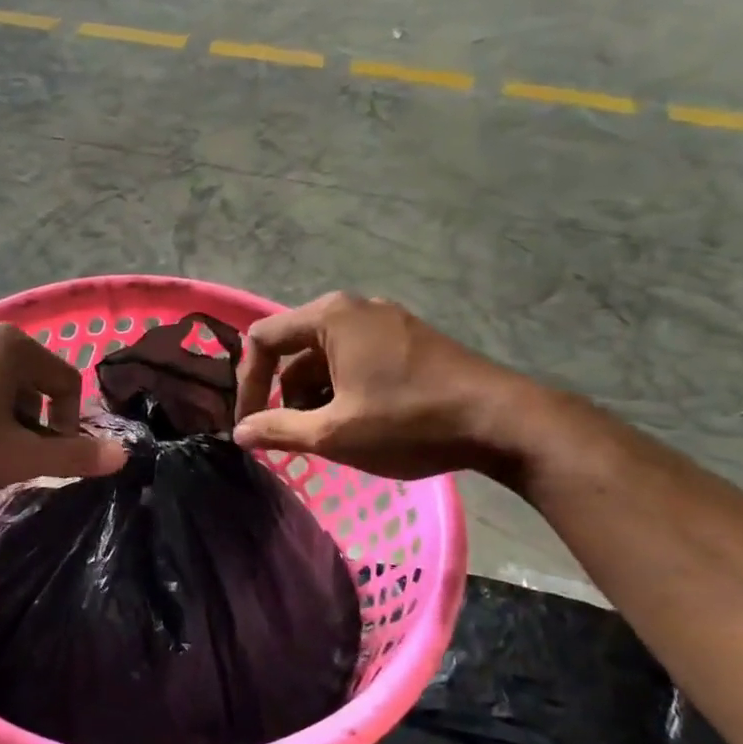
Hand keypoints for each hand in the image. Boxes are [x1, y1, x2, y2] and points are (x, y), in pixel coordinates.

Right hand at [233, 292, 539, 482]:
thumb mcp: (335, 433)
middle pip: (294, 348)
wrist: (502, 421)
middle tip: (294, 435)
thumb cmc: (408, 422)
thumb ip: (279, 430)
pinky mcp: (409, 339)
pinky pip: (356, 358)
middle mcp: (355, 308)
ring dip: (315, 396)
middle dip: (285, 395)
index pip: (262, 340)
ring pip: (326, 357)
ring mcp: (386, 321)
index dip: (247, 384)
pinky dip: (343, 388)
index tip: (251, 425)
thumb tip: (240, 433)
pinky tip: (360, 422)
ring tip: (331, 435)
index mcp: (330, 317)